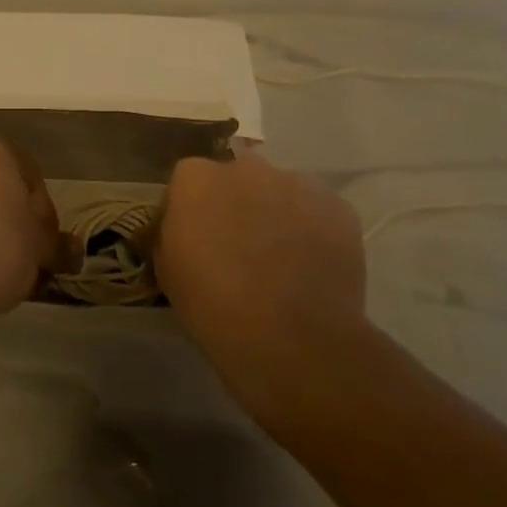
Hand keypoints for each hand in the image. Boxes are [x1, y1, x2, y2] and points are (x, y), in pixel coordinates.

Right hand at [154, 149, 370, 429]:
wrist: (291, 338)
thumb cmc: (214, 306)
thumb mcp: (168, 269)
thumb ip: (171, 233)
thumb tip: (181, 228)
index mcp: (196, 178)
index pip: (188, 180)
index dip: (193, 209)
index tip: (196, 238)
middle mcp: (245, 168)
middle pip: (237, 177)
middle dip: (236, 202)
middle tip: (239, 245)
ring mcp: (296, 182)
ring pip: (281, 190)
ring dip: (276, 213)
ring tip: (281, 258)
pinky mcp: (338, 206)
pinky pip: (318, 210)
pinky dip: (313, 229)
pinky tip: (311, 265)